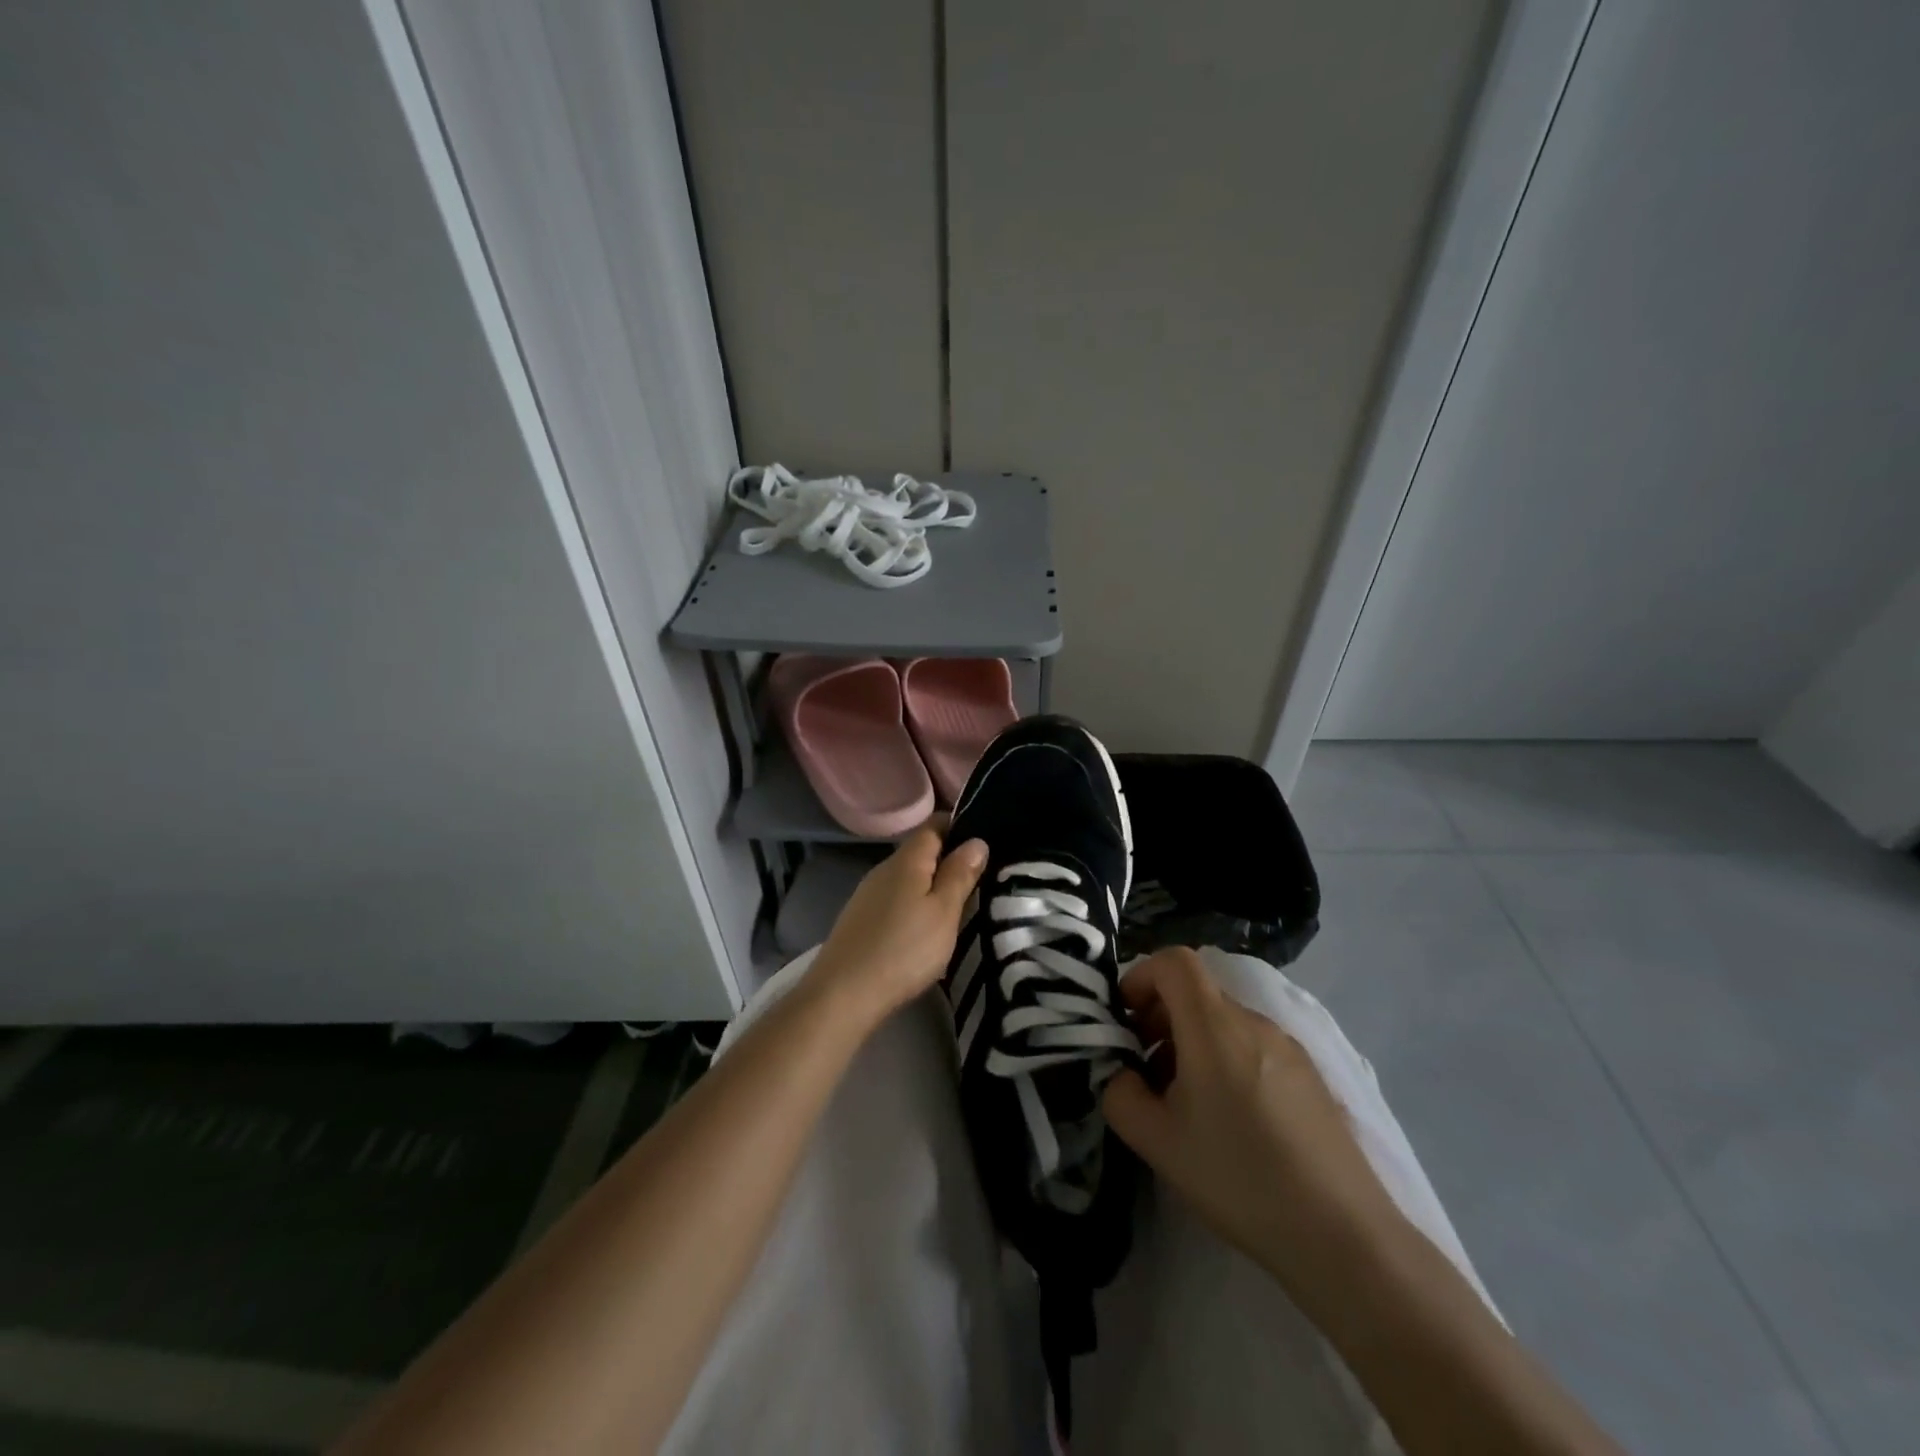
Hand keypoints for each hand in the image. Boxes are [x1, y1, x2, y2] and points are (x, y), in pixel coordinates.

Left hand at [808, 824, 987, 1027]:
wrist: (843, 994)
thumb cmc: (904, 949)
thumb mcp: (943, 912)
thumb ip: (960, 874)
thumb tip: (976, 840)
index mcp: (906, 860)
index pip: (934, 825)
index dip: (959, 826)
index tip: (984, 841)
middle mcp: (883, 869)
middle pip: (920, 851)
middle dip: (948, 859)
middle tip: (980, 879)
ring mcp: (867, 895)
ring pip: (907, 878)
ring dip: (931, 885)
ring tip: (957, 906)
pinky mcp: (860, 919)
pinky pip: (895, 899)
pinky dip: (913, 905)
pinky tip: (923, 928)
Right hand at [1102, 947, 1405, 1305]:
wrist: (1344, 1236)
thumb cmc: (1239, 1177)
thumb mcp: (1156, 1141)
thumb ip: (1120, 1094)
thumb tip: (1124, 1074)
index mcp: (1214, 1025)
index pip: (1174, 961)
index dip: (1140, 976)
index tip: (1125, 1019)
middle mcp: (1254, 1022)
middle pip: (1197, 993)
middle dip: (1160, 1017)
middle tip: (1144, 1069)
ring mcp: (1289, 1048)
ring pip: (1224, 1023)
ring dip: (1192, 1044)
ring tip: (1185, 1103)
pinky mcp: (1311, 1077)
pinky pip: (1254, 1047)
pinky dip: (1226, 1062)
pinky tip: (1230, 1122)